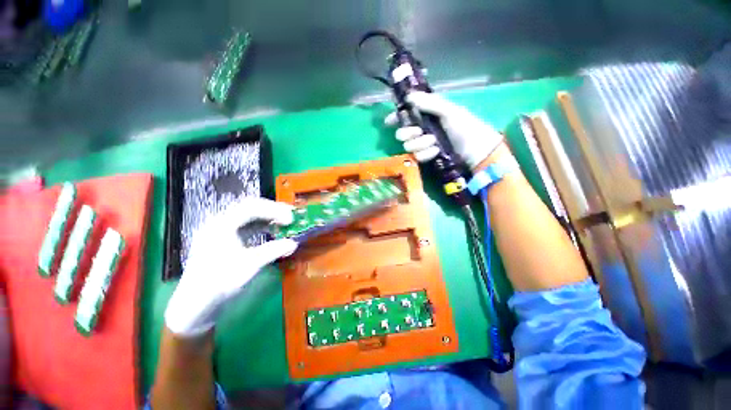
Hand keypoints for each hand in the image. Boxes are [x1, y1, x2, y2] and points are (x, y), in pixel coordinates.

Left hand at [165, 198, 297, 336]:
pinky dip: (261, 227)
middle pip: (250, 207)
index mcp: (222, 225)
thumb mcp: (250, 265)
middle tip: (290, 217)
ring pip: (248, 217)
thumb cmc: (220, 283)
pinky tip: (271, 233)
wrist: (195, 306)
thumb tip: (294, 243)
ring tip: (284, 223)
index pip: (251, 207)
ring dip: (268, 218)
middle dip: (272, 210)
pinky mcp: (224, 240)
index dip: (274, 210)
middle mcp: (220, 223)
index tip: (291, 219)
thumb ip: (274, 251)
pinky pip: (246, 227)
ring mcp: (221, 231)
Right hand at [385, 91, 503, 168]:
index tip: (388, 122)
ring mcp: (424, 144)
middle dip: (408, 133)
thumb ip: (429, 103)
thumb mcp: (449, 111)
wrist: (476, 150)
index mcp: (427, 114)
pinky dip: (426, 154)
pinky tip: (436, 152)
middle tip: (418, 132)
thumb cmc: (464, 126)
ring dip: (420, 144)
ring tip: (434, 142)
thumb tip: (409, 96)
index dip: (396, 117)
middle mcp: (422, 129)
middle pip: (402, 133)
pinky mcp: (426, 157)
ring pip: (408, 146)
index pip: (406, 114)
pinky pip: (417, 156)